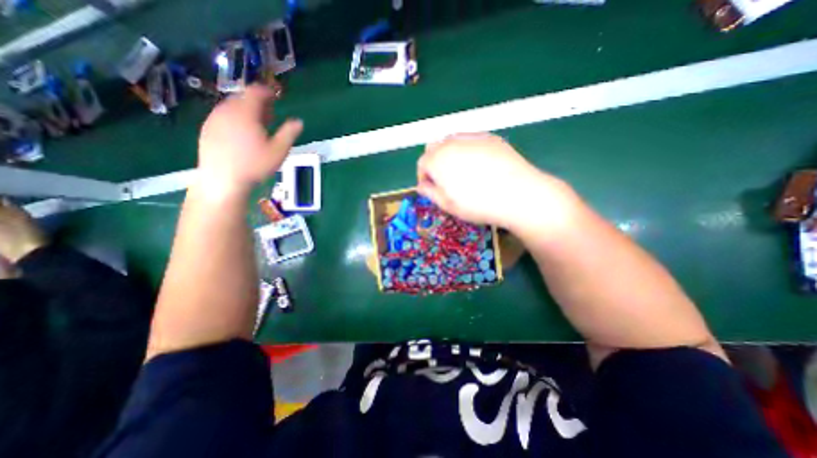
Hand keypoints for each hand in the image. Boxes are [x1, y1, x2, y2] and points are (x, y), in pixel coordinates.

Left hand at [198, 83, 301, 195]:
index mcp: (245, 113)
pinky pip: (223, 117)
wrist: (223, 179)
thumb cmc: (255, 165)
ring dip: (246, 111)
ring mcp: (213, 119)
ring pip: (231, 107)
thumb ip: (289, 133)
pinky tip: (242, 135)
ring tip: (258, 126)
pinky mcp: (206, 129)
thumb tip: (299, 122)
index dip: (267, 91)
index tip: (276, 96)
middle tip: (270, 115)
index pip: (255, 92)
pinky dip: (235, 119)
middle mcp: (226, 111)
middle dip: (257, 103)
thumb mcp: (279, 150)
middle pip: (242, 98)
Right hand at [416, 132, 573, 232]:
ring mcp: (472, 137)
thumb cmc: (478, 204)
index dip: (424, 177)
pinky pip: (471, 140)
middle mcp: (451, 142)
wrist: (518, 194)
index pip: (422, 163)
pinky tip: (480, 166)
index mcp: (437, 159)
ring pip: (451, 141)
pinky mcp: (490, 137)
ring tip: (462, 172)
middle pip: (433, 147)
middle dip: (434, 162)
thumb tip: (422, 186)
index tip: (432, 189)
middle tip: (444, 179)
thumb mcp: (447, 205)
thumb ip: (429, 193)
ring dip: (449, 154)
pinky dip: (468, 150)